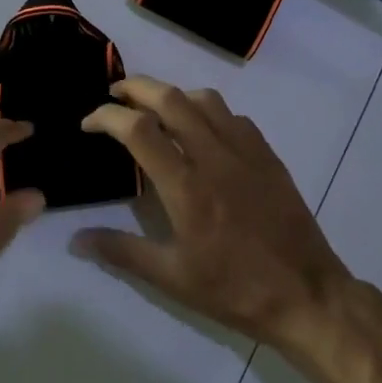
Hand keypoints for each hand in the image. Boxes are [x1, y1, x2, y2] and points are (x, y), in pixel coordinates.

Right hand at [72, 77, 351, 352]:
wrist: (306, 294)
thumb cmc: (234, 289)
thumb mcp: (172, 278)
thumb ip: (121, 252)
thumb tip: (75, 240)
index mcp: (186, 185)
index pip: (139, 130)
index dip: (107, 117)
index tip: (88, 123)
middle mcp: (214, 156)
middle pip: (170, 98)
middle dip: (136, 87)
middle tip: (114, 95)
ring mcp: (246, 151)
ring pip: (205, 99)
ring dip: (173, 94)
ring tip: (155, 108)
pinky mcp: (268, 156)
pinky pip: (233, 117)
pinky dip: (208, 111)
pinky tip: (202, 131)